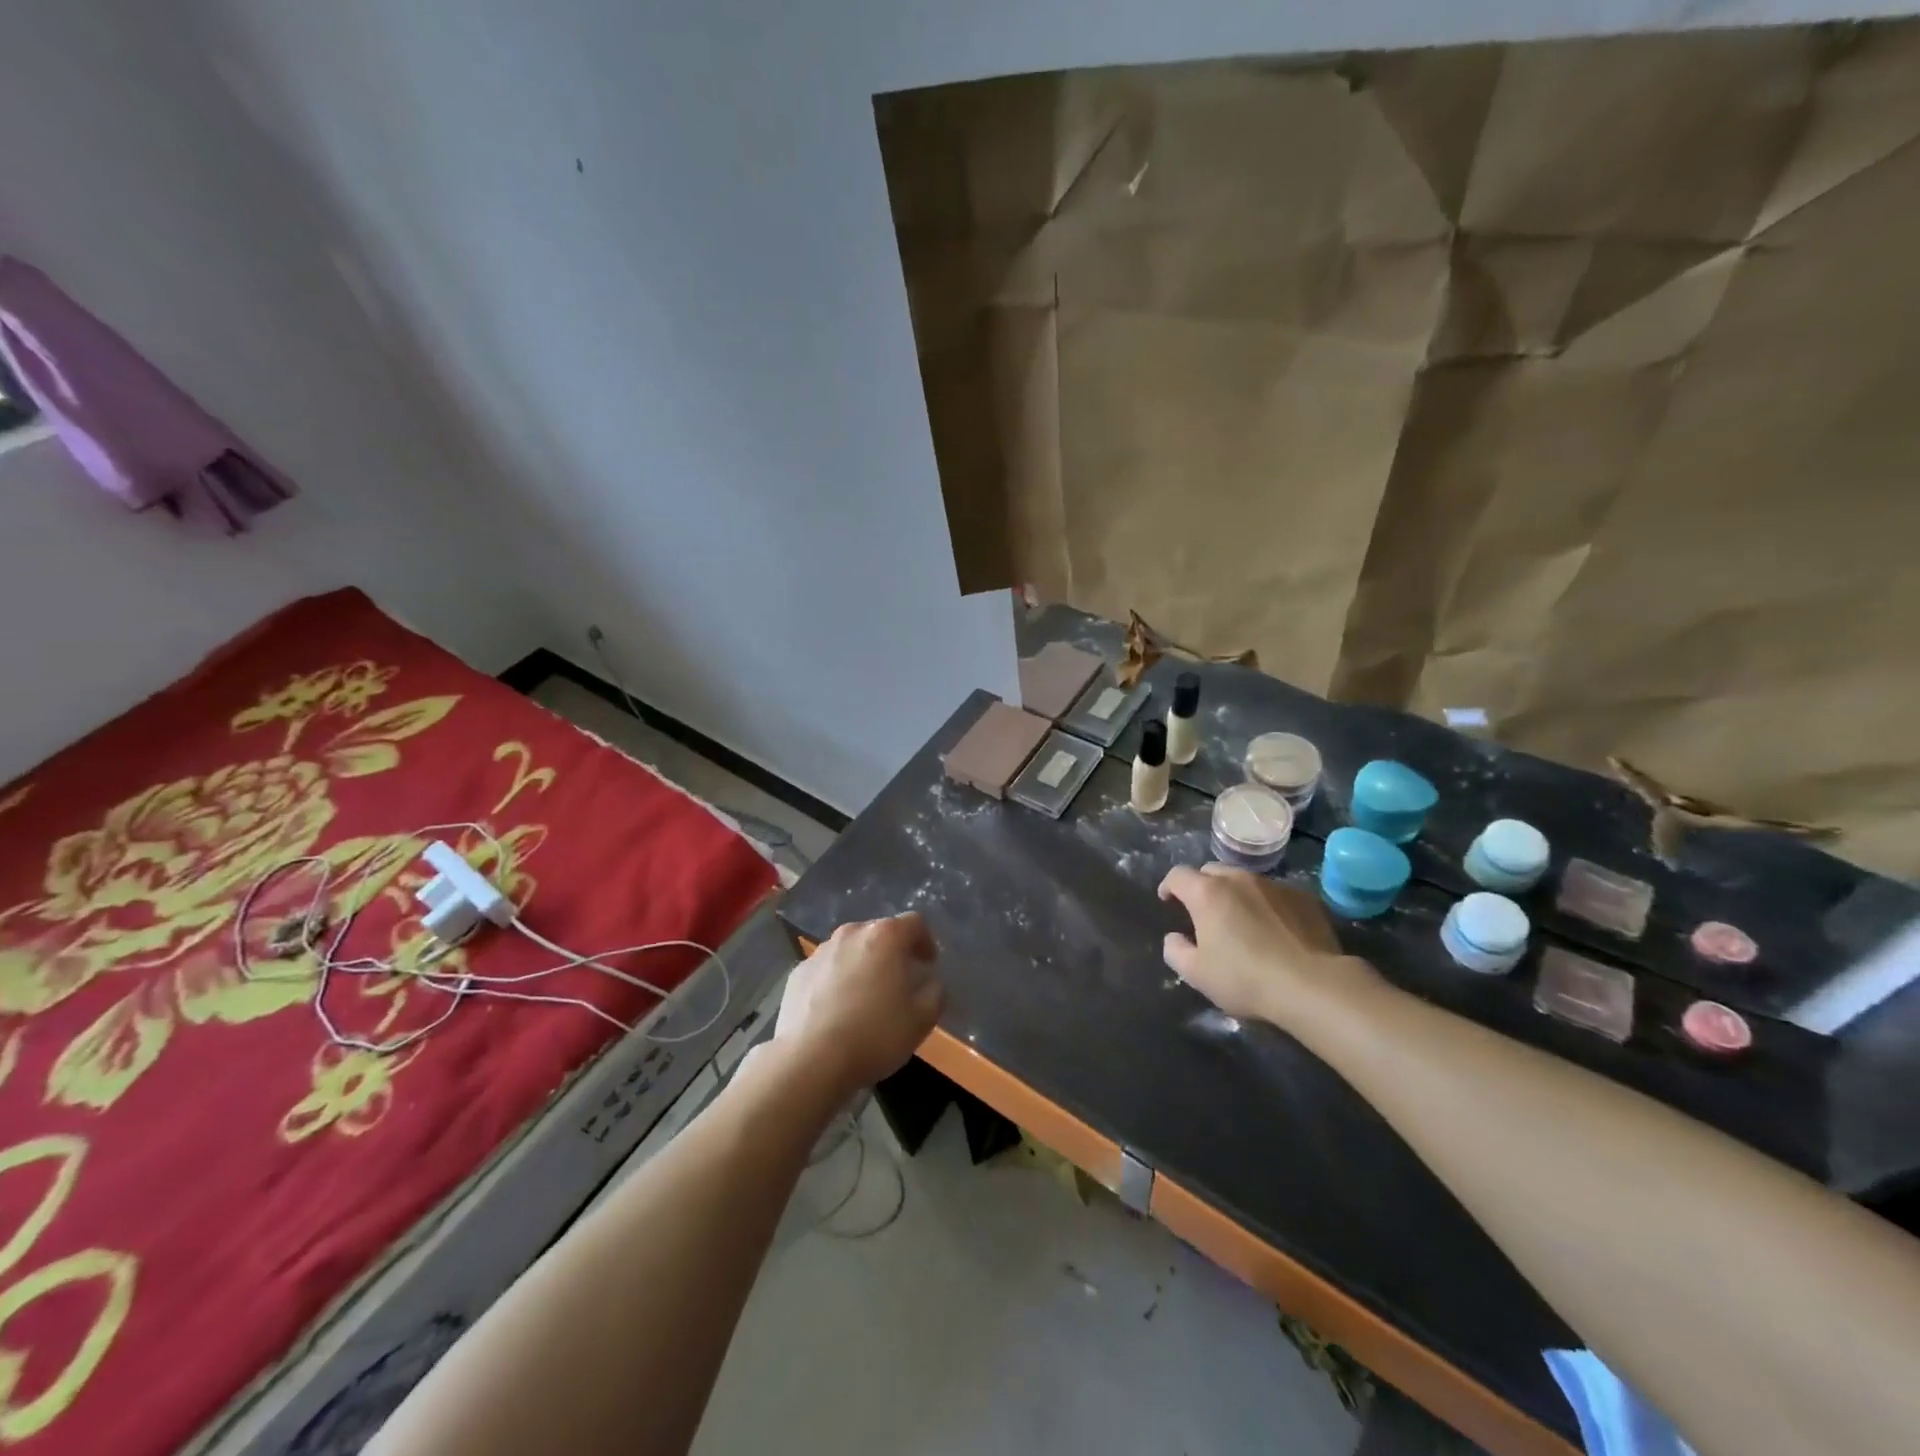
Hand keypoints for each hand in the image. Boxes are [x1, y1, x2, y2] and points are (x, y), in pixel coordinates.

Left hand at [779, 912, 944, 1090]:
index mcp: (885, 936)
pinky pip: (826, 970)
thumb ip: (935, 992)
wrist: (810, 1061)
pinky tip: (836, 1012)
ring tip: (865, 999)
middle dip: (892, 953)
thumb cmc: (874, 1035)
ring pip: (850, 951)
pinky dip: (836, 982)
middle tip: (899, 983)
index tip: (927, 965)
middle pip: (879, 933)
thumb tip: (930, 982)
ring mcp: (820, 952)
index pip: (914, 923)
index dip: (925, 942)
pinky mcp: (797, 974)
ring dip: (862, 966)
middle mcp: (851, 934)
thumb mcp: (922, 1019)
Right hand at [1157, 864, 1376, 1028]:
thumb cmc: (1245, 978)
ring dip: (1236, 894)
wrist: (1313, 986)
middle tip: (1204, 912)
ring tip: (1242, 920)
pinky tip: (1275, 930)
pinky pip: (1276, 894)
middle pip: (1212, 871)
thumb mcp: (1197, 974)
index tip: (1168, 900)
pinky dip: (1267, 905)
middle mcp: (1239, 879)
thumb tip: (1174, 938)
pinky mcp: (1304, 898)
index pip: (1178, 875)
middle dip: (1202, 886)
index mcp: (1207, 893)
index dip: (1168, 886)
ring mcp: (1275, 885)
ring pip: (1246, 881)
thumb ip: (1176, 951)